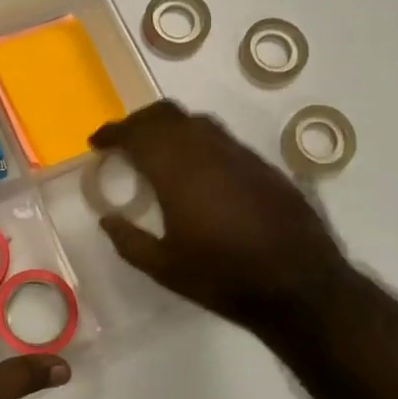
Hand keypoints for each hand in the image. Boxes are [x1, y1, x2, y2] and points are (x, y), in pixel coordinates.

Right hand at [90, 101, 357, 342]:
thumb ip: (129, 241)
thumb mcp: (165, 269)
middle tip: (123, 141)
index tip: (97, 142)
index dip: (113, 132)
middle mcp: (206, 150)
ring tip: (157, 150)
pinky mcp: (261, 164)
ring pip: (195, 121)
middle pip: (165, 114)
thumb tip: (106, 219)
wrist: (300, 284)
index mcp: (176, 171)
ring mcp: (238, 153)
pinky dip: (197, 141)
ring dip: (169, 127)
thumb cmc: (224, 278)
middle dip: (138, 121)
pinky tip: (197, 169)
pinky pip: (220, 138)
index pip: (136, 134)